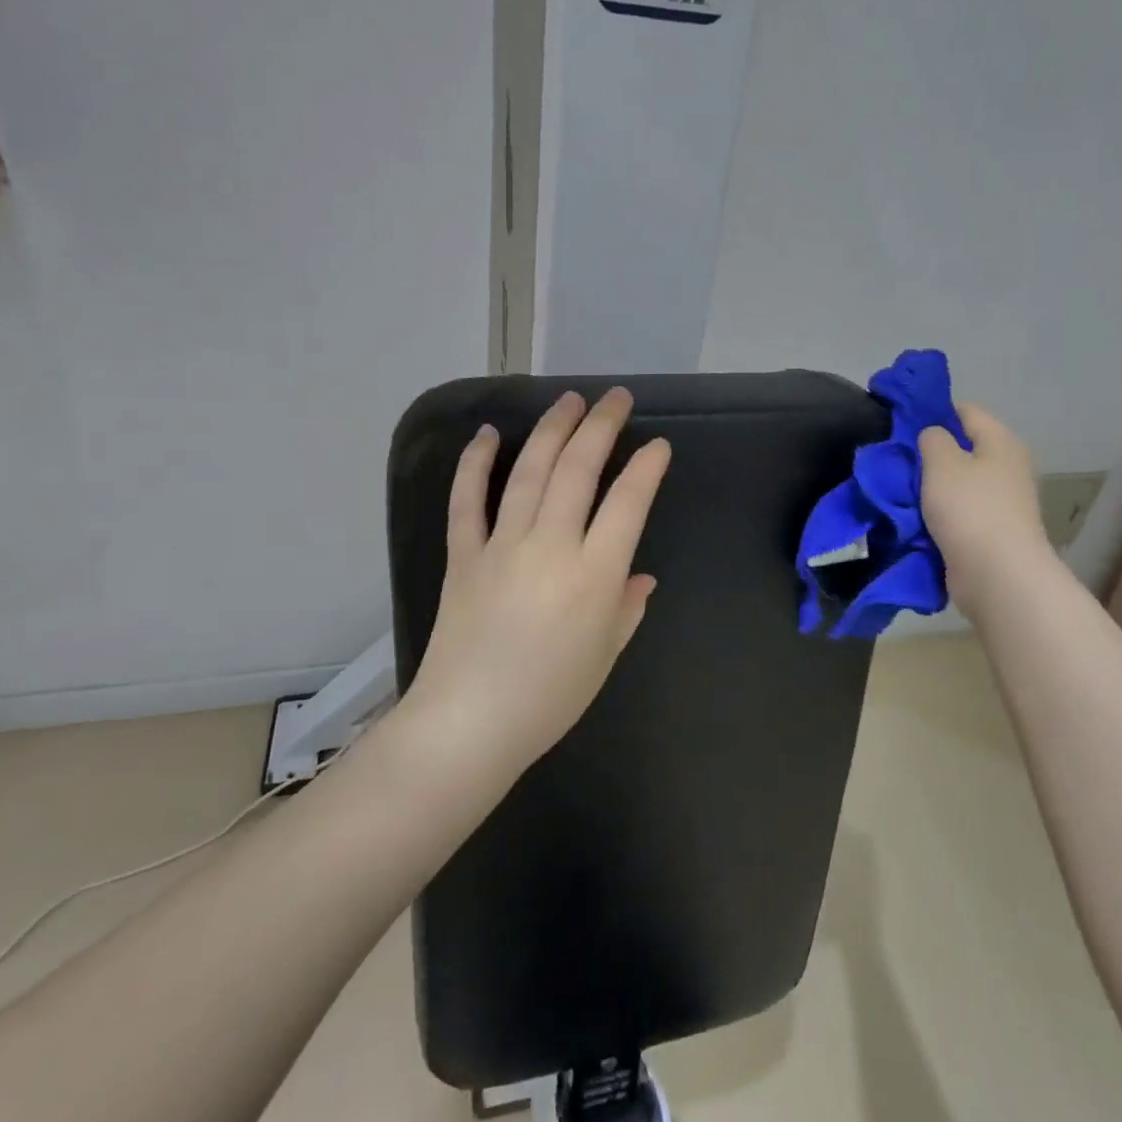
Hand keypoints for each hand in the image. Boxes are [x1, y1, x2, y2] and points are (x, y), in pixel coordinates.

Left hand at [407, 387, 670, 778]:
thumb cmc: (549, 698)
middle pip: (578, 470)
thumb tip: (639, 577)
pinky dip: (474, 464)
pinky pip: (467, 501)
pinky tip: (487, 435)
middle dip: (600, 427)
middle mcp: (550, 546)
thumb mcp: (604, 656)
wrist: (469, 724)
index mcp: (593, 575)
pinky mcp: (464, 555)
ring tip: (568, 400)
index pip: (628, 503)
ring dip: (551, 430)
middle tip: (615, 398)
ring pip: (529, 472)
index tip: (657, 446)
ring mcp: (502, 546)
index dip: (646, 468)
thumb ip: (626, 608)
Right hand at [918, 402, 1056, 609]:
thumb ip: (932, 438)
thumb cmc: (969, 509)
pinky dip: (938, 514)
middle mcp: (1007, 467)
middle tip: (896, 461)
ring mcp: (1001, 501)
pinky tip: (914, 518)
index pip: (965, 411)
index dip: (933, 412)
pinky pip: (958, 512)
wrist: (996, 574)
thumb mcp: (941, 461)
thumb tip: (933, 436)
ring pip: (957, 483)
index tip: (901, 425)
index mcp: (1001, 441)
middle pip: (962, 448)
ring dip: (931, 487)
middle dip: (929, 454)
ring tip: (899, 490)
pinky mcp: (991, 531)